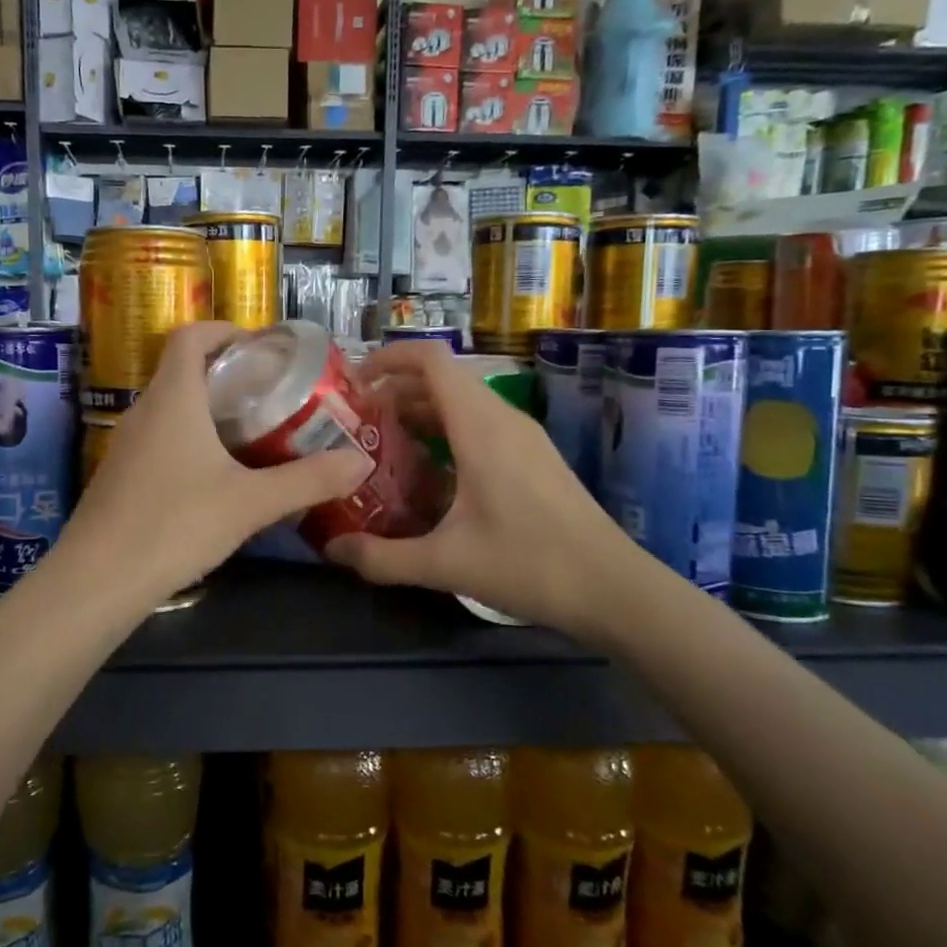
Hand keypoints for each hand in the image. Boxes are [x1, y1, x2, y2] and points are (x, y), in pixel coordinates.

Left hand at [65, 322, 372, 602]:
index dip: (225, 330)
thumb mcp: (251, 503)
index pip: (191, 336)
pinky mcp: (121, 475)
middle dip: (229, 374)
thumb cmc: (175, 525)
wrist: (99, 580)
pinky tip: (216, 476)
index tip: (261, 348)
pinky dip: (190, 439)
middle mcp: (144, 410)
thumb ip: (308, 480)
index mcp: (173, 398)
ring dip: (209, 410)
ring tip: (254, 434)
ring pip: (171, 408)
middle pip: (183, 370)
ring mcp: (127, 444)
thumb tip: (361, 461)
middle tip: (273, 396)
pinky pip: (160, 438)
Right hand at [324, 342, 639, 633]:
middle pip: (442, 379)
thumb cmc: (530, 565)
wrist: (614, 589)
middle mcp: (501, 419)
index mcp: (480, 426)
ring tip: (382, 445)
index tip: (354, 382)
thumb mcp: (445, 564)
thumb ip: (382, 557)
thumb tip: (331, 550)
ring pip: (462, 403)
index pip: (432, 359)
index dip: (389, 358)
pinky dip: (446, 432)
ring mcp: (522, 437)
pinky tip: (428, 473)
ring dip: (420, 412)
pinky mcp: (533, 457)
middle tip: (356, 421)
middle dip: (395, 391)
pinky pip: (480, 425)